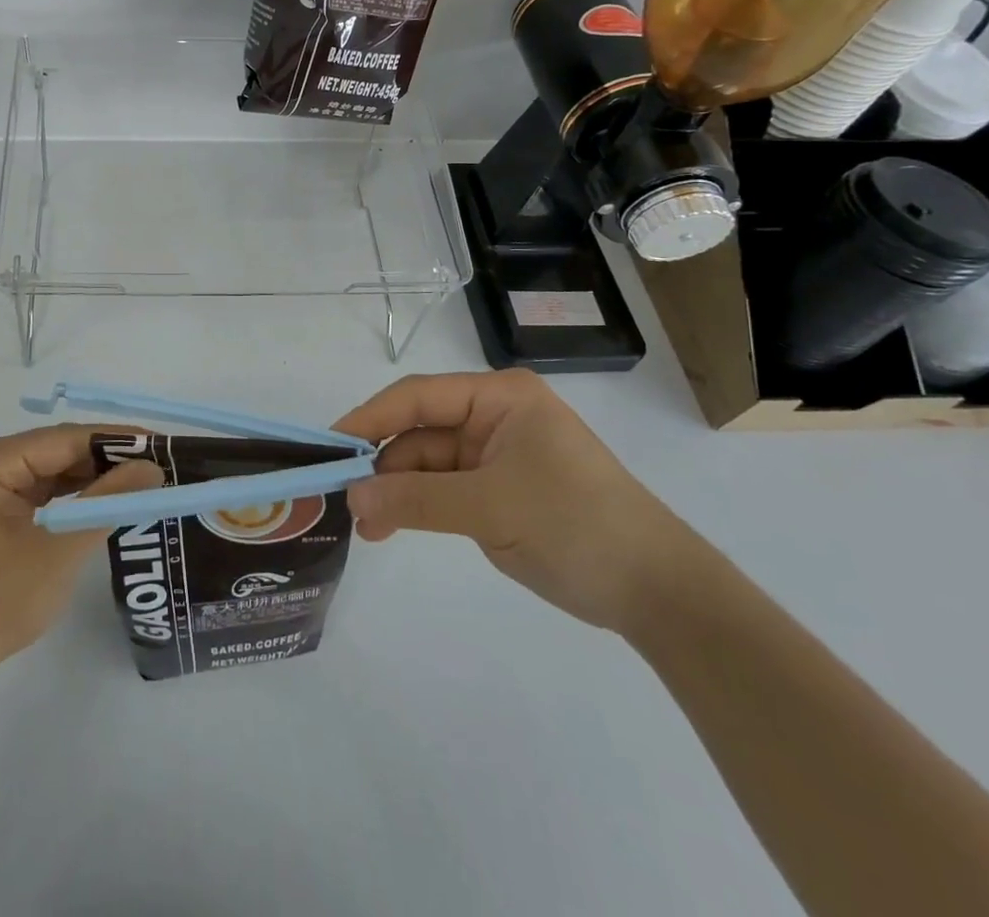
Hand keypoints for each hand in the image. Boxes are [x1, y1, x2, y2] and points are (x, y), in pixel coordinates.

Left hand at [0, 426, 162, 679]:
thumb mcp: (58, 549)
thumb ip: (107, 503)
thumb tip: (152, 467)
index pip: (68, 437)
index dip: (119, 440)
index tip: (165, 447)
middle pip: (60, 451)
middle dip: (108, 461)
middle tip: (161, 470)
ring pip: (52, 474)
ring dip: (93, 482)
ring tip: (143, 486)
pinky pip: (40, 496)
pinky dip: (72, 502)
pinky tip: (104, 508)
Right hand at [338, 370, 690, 630]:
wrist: (658, 592)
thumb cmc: (575, 526)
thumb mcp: (490, 509)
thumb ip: (415, 500)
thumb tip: (350, 498)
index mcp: (499, 397)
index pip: (418, 396)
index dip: (370, 418)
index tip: (330, 445)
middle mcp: (493, 416)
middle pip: (420, 431)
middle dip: (383, 466)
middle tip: (344, 501)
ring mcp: (496, 454)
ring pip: (427, 463)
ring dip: (396, 492)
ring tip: (366, 528)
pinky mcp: (498, 490)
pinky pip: (444, 489)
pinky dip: (417, 507)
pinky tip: (391, 528)